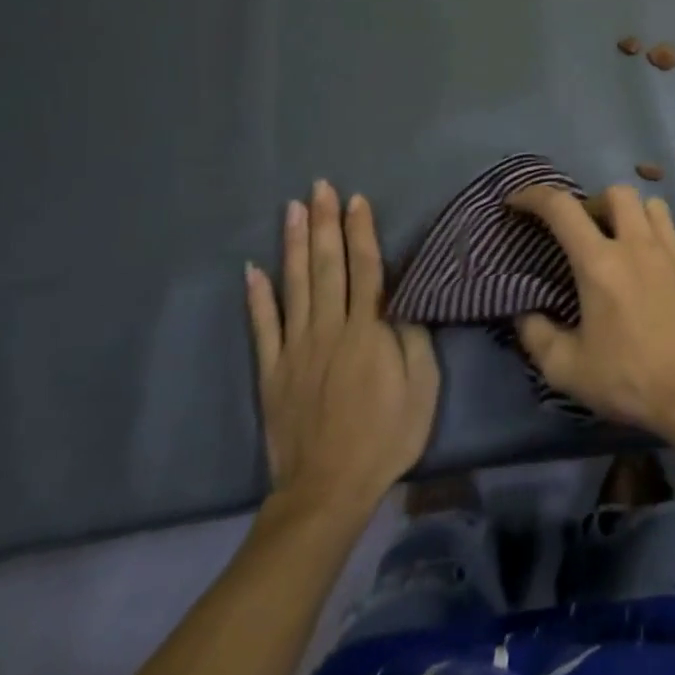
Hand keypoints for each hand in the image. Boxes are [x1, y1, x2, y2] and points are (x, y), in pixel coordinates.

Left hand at [245, 182, 438, 515]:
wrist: (328, 488)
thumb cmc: (386, 435)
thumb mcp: (421, 386)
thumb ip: (412, 338)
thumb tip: (402, 301)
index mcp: (368, 330)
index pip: (366, 268)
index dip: (361, 232)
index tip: (356, 199)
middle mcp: (330, 327)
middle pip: (327, 265)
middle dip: (325, 223)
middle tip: (320, 187)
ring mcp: (296, 347)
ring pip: (294, 285)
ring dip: (293, 244)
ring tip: (292, 209)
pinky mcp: (272, 370)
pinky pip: (263, 326)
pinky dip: (257, 297)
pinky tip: (252, 269)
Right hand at [507, 184, 674, 438]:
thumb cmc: (629, 379)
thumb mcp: (566, 369)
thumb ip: (536, 335)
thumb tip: (525, 313)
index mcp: (600, 263)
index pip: (561, 208)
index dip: (534, 195)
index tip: (518, 202)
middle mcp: (638, 244)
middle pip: (617, 193)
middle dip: (595, 203)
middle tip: (586, 232)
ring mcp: (674, 251)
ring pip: (653, 205)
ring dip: (632, 216)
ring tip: (625, 243)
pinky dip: (661, 240)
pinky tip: (657, 268)